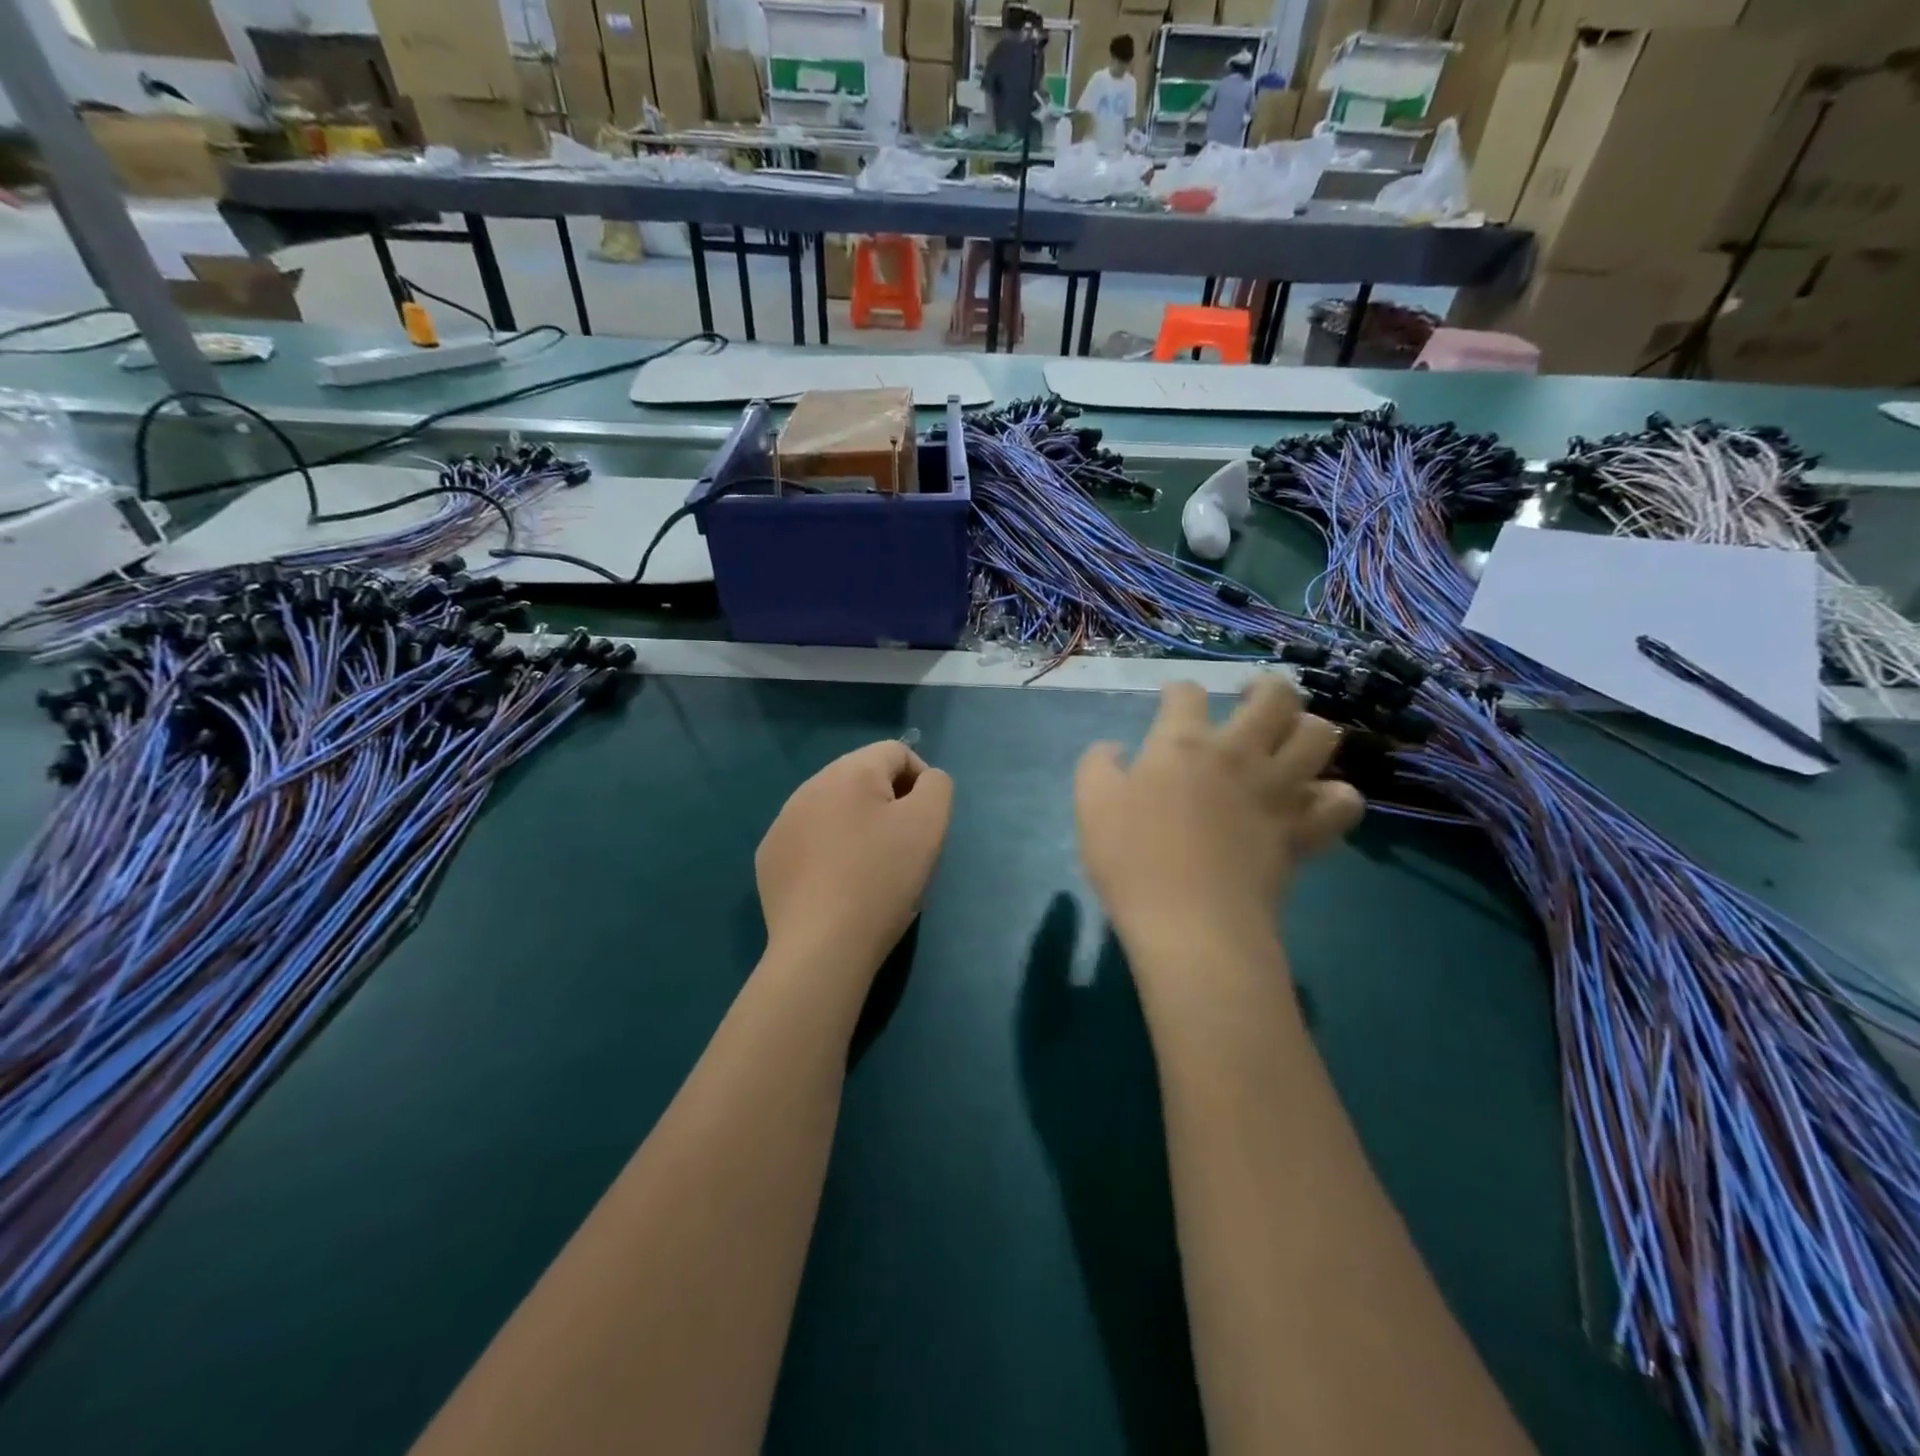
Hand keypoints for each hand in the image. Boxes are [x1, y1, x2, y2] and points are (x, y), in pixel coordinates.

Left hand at [756, 741, 953, 976]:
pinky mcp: (770, 858)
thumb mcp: (929, 824)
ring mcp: (783, 823)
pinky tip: (839, 885)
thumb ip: (937, 787)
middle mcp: (809, 786)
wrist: (822, 947)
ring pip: (834, 809)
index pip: (896, 752)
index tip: (927, 823)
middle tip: (904, 847)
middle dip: (890, 803)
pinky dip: (830, 851)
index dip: (922, 780)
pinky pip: (810, 839)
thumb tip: (925, 781)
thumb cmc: (883, 879)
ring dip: (859, 826)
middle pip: (863, 778)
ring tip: (872, 868)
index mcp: (848, 771)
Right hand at [1074, 677, 1362, 953]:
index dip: (1178, 690)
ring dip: (1307, 729)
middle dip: (1265, 686)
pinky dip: (1334, 795)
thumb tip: (1115, 748)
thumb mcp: (1091, 804)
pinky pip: (1342, 801)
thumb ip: (1098, 764)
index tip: (1172, 700)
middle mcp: (1238, 754)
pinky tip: (1314, 799)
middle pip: (1275, 696)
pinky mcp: (1303, 830)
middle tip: (1251, 698)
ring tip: (1289, 740)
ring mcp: (1278, 791)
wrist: (1190, 923)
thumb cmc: (1132, 860)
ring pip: (1320, 735)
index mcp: (1182, 744)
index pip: (1187, 693)